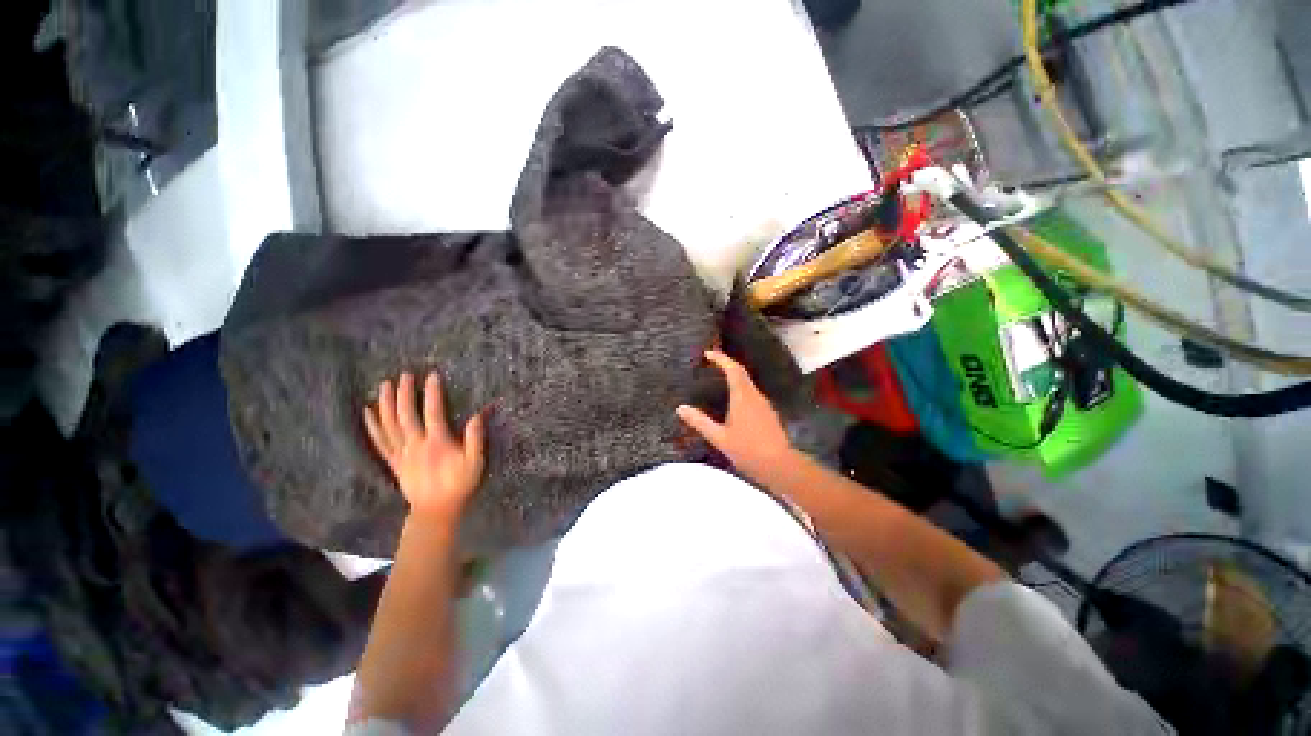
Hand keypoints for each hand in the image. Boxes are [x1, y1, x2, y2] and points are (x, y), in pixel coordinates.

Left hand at [364, 371, 484, 521]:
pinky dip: (372, 425)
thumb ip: (475, 439)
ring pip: (389, 424)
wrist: (435, 511)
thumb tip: (477, 415)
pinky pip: (379, 441)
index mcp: (437, 443)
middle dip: (404, 393)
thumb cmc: (459, 485)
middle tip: (404, 375)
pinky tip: (368, 412)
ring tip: (384, 385)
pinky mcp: (393, 461)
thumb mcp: (475, 463)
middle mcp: (416, 445)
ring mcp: (401, 453)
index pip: (433, 412)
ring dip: (386, 403)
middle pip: (406, 415)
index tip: (432, 375)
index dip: (432, 393)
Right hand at [676, 349, 793, 481]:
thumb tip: (680, 408)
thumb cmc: (748, 450)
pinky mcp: (768, 413)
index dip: (721, 359)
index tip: (708, 353)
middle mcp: (755, 396)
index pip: (733, 370)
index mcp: (743, 397)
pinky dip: (740, 389)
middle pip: (741, 373)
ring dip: (734, 376)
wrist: (779, 466)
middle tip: (711, 362)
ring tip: (718, 379)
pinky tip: (733, 400)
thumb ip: (700, 422)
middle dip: (727, 364)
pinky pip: (752, 393)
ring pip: (748, 383)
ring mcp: (764, 404)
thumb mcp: (719, 438)